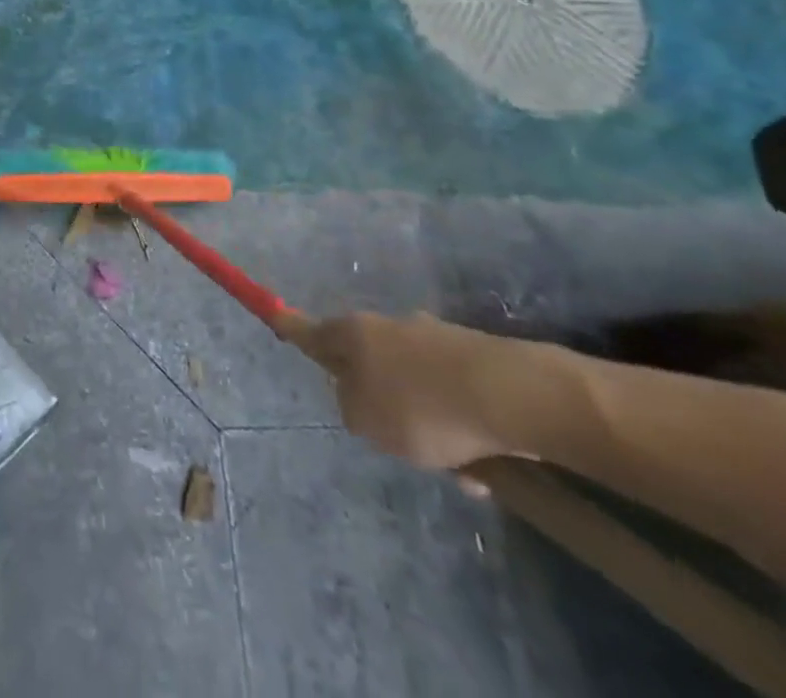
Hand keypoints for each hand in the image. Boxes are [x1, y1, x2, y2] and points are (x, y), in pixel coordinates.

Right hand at [293, 312, 548, 473]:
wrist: (510, 396)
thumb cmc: (422, 406)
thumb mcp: (366, 419)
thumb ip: (350, 407)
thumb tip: (359, 397)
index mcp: (355, 333)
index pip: (312, 331)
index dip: (291, 328)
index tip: (275, 315)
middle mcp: (390, 327)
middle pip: (370, 362)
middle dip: (381, 400)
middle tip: (397, 441)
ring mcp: (434, 338)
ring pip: (416, 387)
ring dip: (428, 424)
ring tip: (458, 468)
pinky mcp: (474, 359)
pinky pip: (454, 399)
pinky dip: (462, 429)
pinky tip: (484, 466)